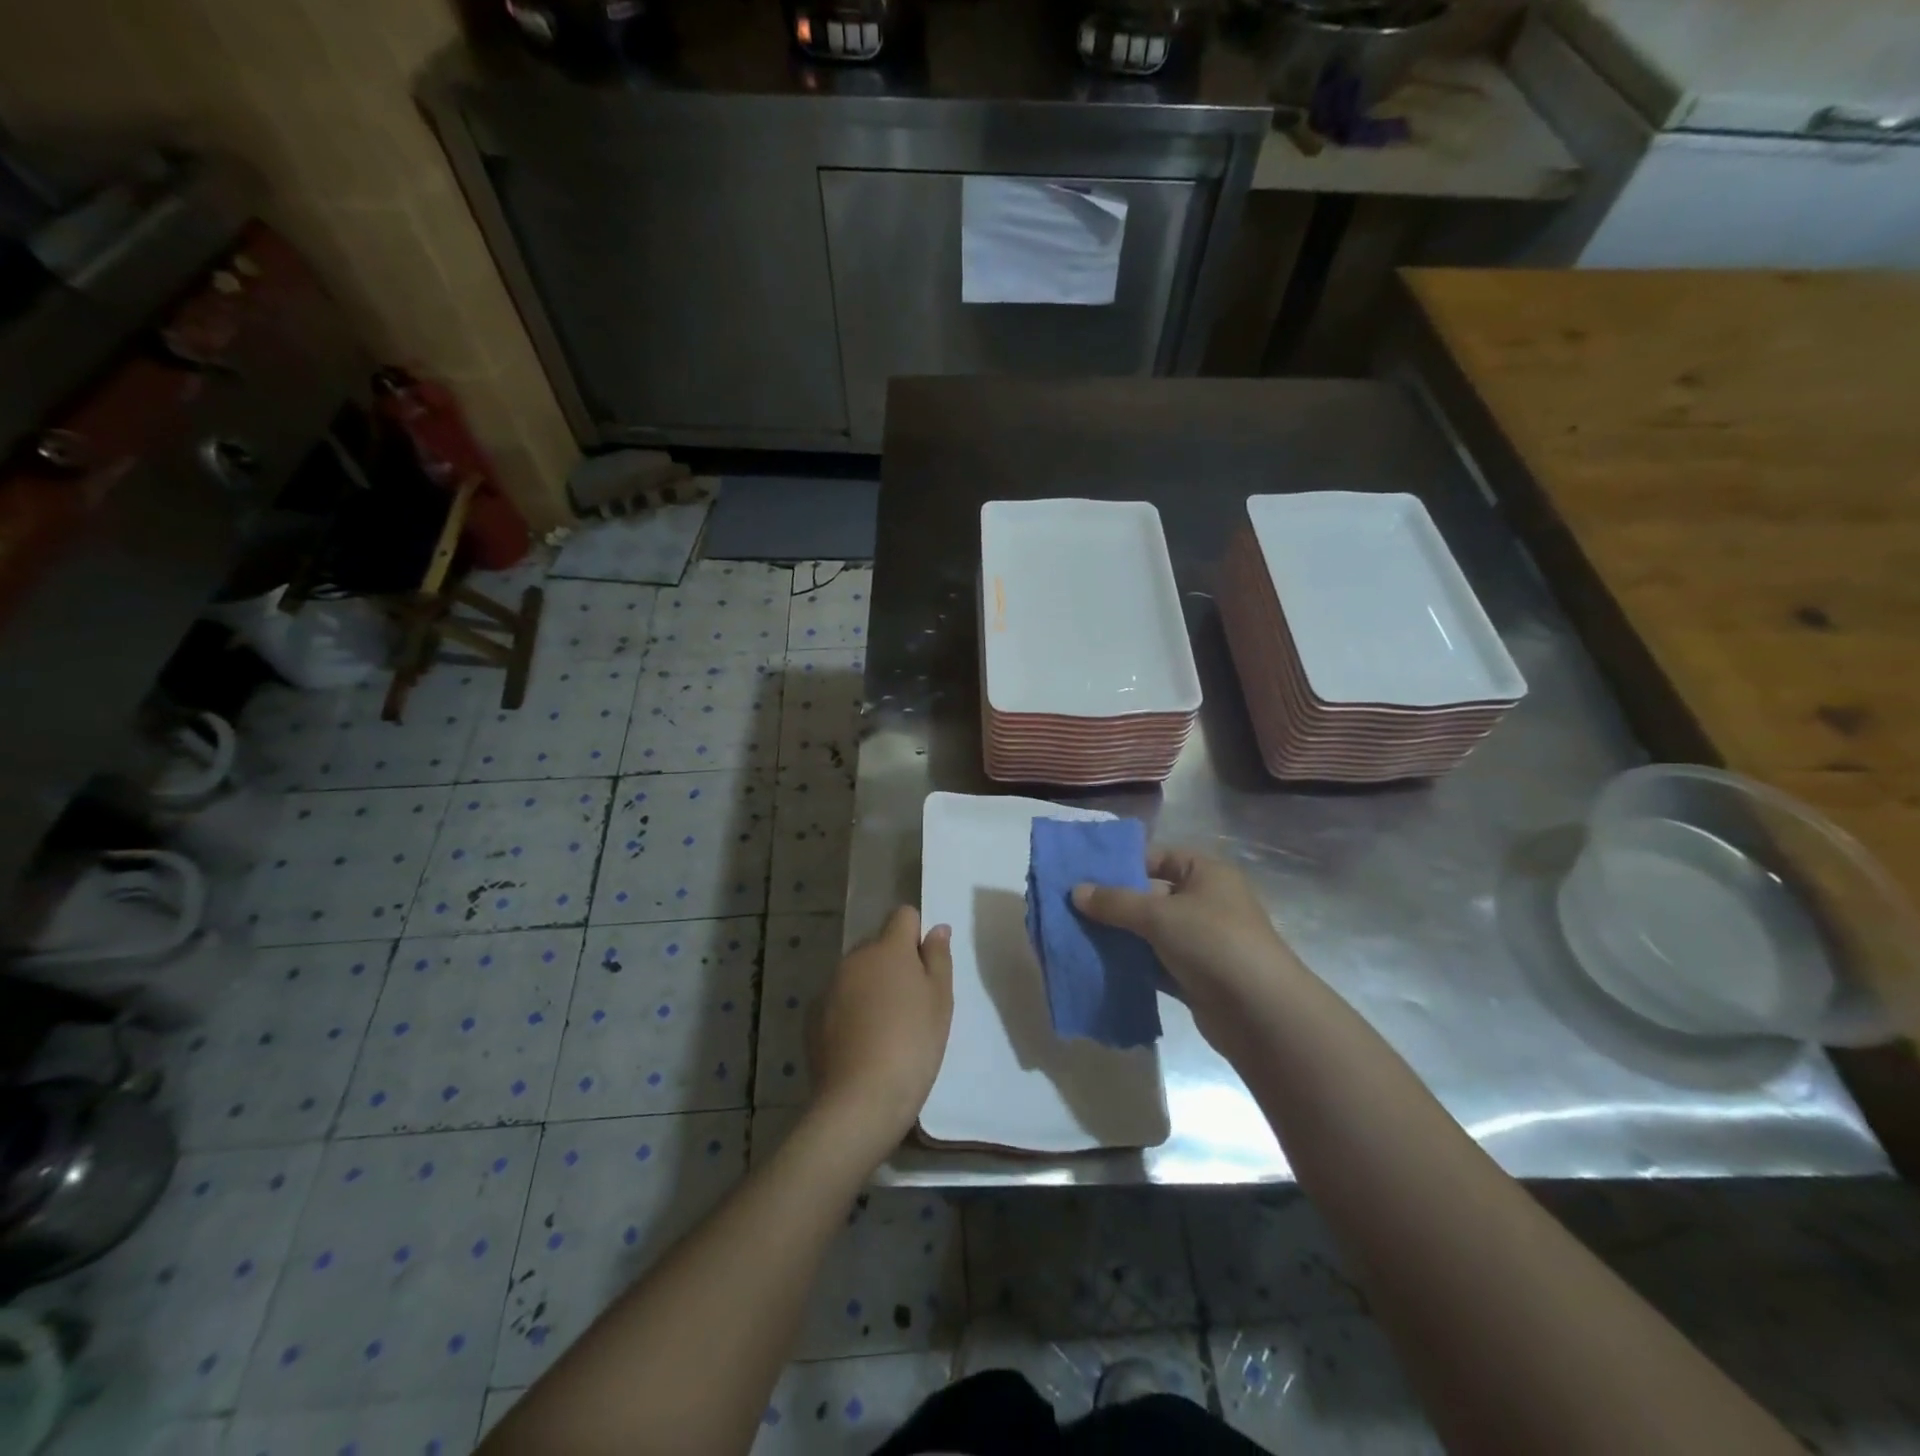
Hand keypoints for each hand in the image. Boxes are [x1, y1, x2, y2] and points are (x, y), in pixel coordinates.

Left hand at [808, 906, 953, 1157]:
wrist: (861, 1098)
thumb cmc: (913, 1044)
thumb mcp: (940, 1001)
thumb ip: (938, 957)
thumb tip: (936, 928)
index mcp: (889, 948)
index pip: (903, 916)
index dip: (916, 934)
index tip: (925, 966)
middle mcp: (855, 958)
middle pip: (878, 946)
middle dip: (893, 963)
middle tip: (912, 1004)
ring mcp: (830, 986)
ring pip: (857, 973)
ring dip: (871, 987)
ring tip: (886, 1029)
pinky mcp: (813, 1015)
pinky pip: (839, 1000)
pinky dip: (850, 1011)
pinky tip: (862, 1044)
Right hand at [1072, 848, 1305, 1048]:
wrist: (1261, 1013)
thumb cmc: (1213, 943)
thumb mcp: (1159, 914)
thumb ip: (1115, 902)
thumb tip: (1075, 891)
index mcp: (1206, 874)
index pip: (1158, 857)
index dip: (1122, 863)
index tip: (1084, 874)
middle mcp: (1206, 902)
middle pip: (1151, 895)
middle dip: (1114, 903)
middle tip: (1071, 906)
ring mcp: (1201, 941)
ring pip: (1151, 932)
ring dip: (1120, 935)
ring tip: (1076, 934)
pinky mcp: (1195, 976)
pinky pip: (1155, 962)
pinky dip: (1132, 964)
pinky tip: (1099, 964)